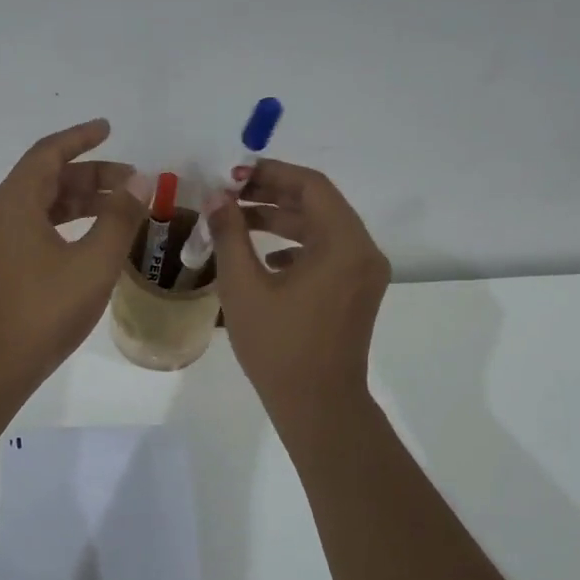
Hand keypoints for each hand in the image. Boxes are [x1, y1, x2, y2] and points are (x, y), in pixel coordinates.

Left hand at [0, 119, 149, 390]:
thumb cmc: (46, 308)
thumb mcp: (94, 262)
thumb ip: (120, 218)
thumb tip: (139, 182)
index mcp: (17, 201)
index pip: (49, 153)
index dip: (80, 137)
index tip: (108, 128)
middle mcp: (3, 212)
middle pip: (49, 177)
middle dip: (91, 174)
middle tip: (132, 181)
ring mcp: (1, 240)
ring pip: (45, 204)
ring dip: (83, 200)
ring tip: (122, 207)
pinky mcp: (5, 263)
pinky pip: (40, 226)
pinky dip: (70, 222)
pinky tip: (96, 238)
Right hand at [205, 159, 391, 420]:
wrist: (318, 406)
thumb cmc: (279, 347)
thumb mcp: (244, 287)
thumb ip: (230, 234)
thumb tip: (216, 198)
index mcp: (344, 243)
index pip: (311, 185)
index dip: (271, 173)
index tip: (233, 175)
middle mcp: (363, 251)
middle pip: (318, 204)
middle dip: (272, 195)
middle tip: (229, 194)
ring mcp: (364, 274)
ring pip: (321, 229)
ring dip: (280, 220)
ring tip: (237, 221)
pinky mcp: (356, 292)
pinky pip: (327, 254)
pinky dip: (295, 247)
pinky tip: (264, 259)